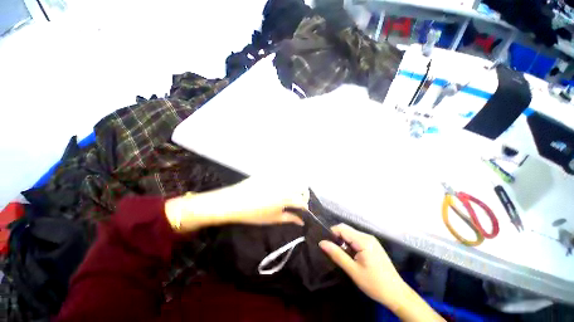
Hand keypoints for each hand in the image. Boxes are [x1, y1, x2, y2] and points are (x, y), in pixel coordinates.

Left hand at [165, 177, 308, 231]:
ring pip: (293, 179)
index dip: (305, 206)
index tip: (304, 210)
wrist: (234, 202)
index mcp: (286, 198)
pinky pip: (282, 173)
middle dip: (304, 194)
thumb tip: (301, 221)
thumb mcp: (273, 219)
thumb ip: (290, 218)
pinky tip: (281, 185)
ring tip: (291, 193)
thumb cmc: (254, 214)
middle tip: (298, 201)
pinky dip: (286, 178)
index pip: (302, 201)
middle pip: (302, 187)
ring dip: (296, 186)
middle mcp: (284, 185)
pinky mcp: (270, 173)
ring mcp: (277, 178)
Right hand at [319, 224, 404, 306]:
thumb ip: (337, 254)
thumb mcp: (353, 270)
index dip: (331, 233)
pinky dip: (349, 244)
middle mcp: (367, 236)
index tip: (325, 244)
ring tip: (338, 254)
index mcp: (363, 240)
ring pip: (351, 234)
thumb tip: (321, 242)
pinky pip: (356, 239)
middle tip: (331, 251)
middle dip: (336, 237)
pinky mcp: (372, 245)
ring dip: (343, 241)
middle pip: (346, 230)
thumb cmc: (375, 284)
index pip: (342, 228)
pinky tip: (349, 255)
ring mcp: (371, 240)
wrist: (397, 294)